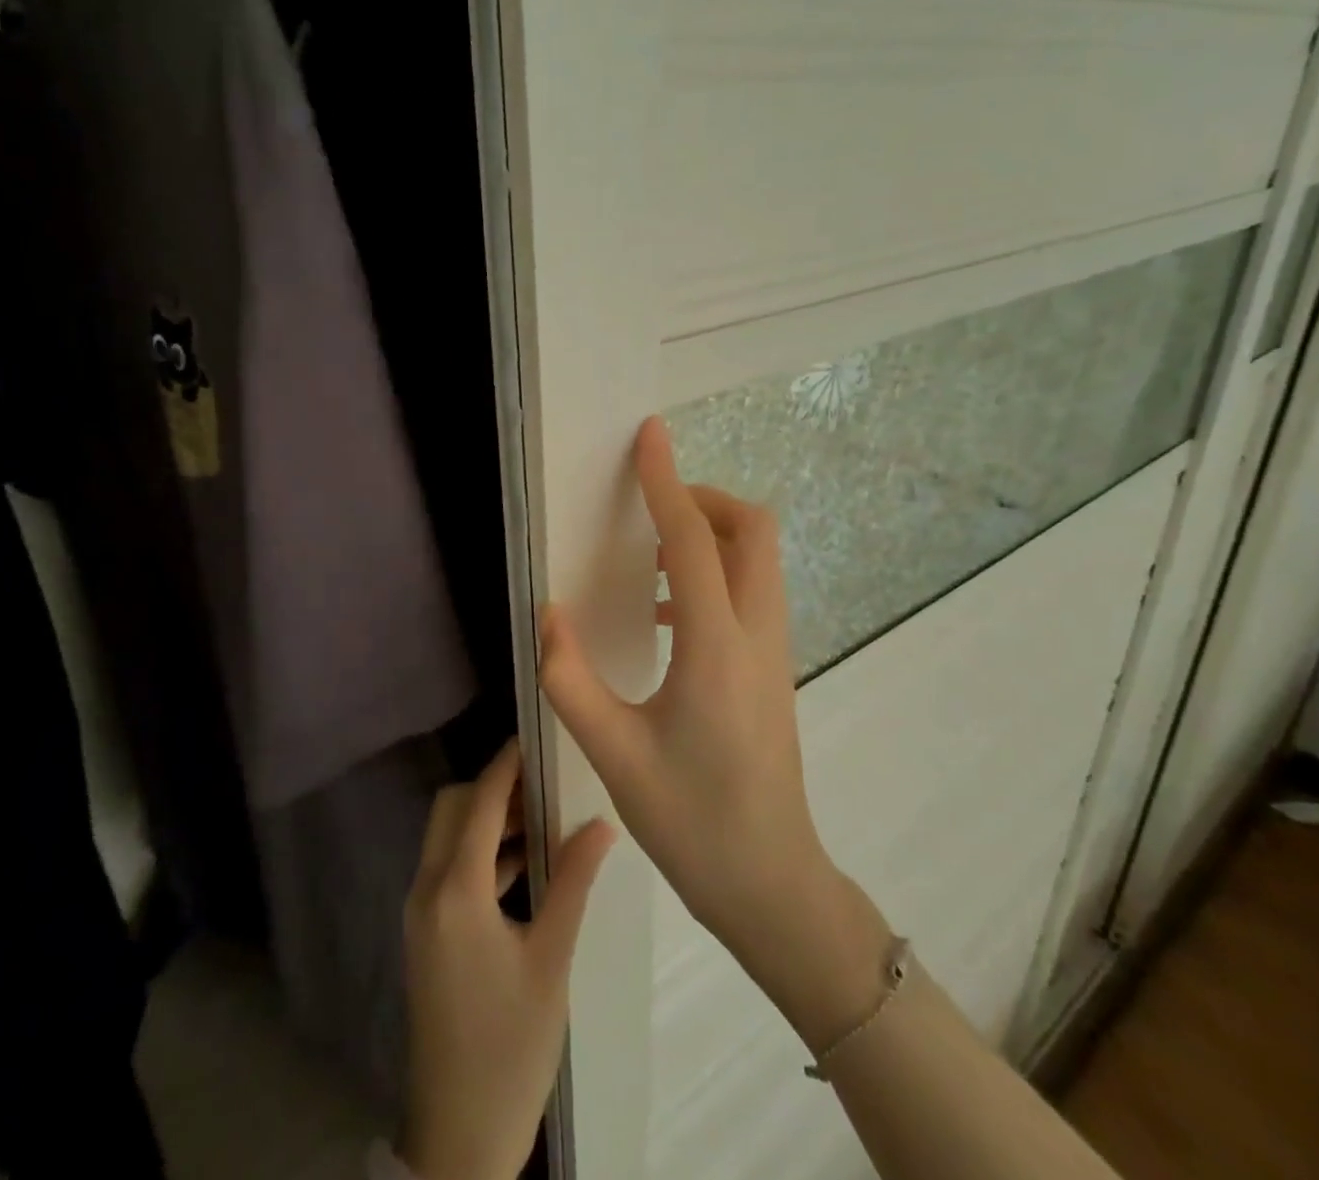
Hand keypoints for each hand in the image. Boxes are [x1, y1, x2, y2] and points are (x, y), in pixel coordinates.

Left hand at [398, 740, 615, 1179]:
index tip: (534, 737)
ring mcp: (420, 914)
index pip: (477, 802)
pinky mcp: (425, 934)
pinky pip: (448, 869)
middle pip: (450, 809)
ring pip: (447, 838)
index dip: (504, 764)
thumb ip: (573, 883)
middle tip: (542, 784)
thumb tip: (601, 823)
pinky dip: (479, 854)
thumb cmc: (510, 1046)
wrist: (458, 1136)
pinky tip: (523, 866)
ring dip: (486, 821)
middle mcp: (426, 891)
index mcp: (454, 892)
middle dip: (492, 788)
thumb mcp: (550, 961)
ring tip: (541, 818)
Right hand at [538, 418, 888, 1039]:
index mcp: (715, 646)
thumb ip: (570, 678)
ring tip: (651, 555)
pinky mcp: (773, 668)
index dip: (666, 481)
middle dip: (703, 499)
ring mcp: (774, 651)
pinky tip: (668, 614)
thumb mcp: (614, 754)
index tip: (650, 436)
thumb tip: (544, 613)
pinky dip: (716, 572)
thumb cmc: (692, 820)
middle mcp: (756, 634)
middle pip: (752, 530)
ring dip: (712, 534)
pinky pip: (753, 591)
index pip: (693, 539)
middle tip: (650, 510)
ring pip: (760, 558)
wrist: (772, 882)